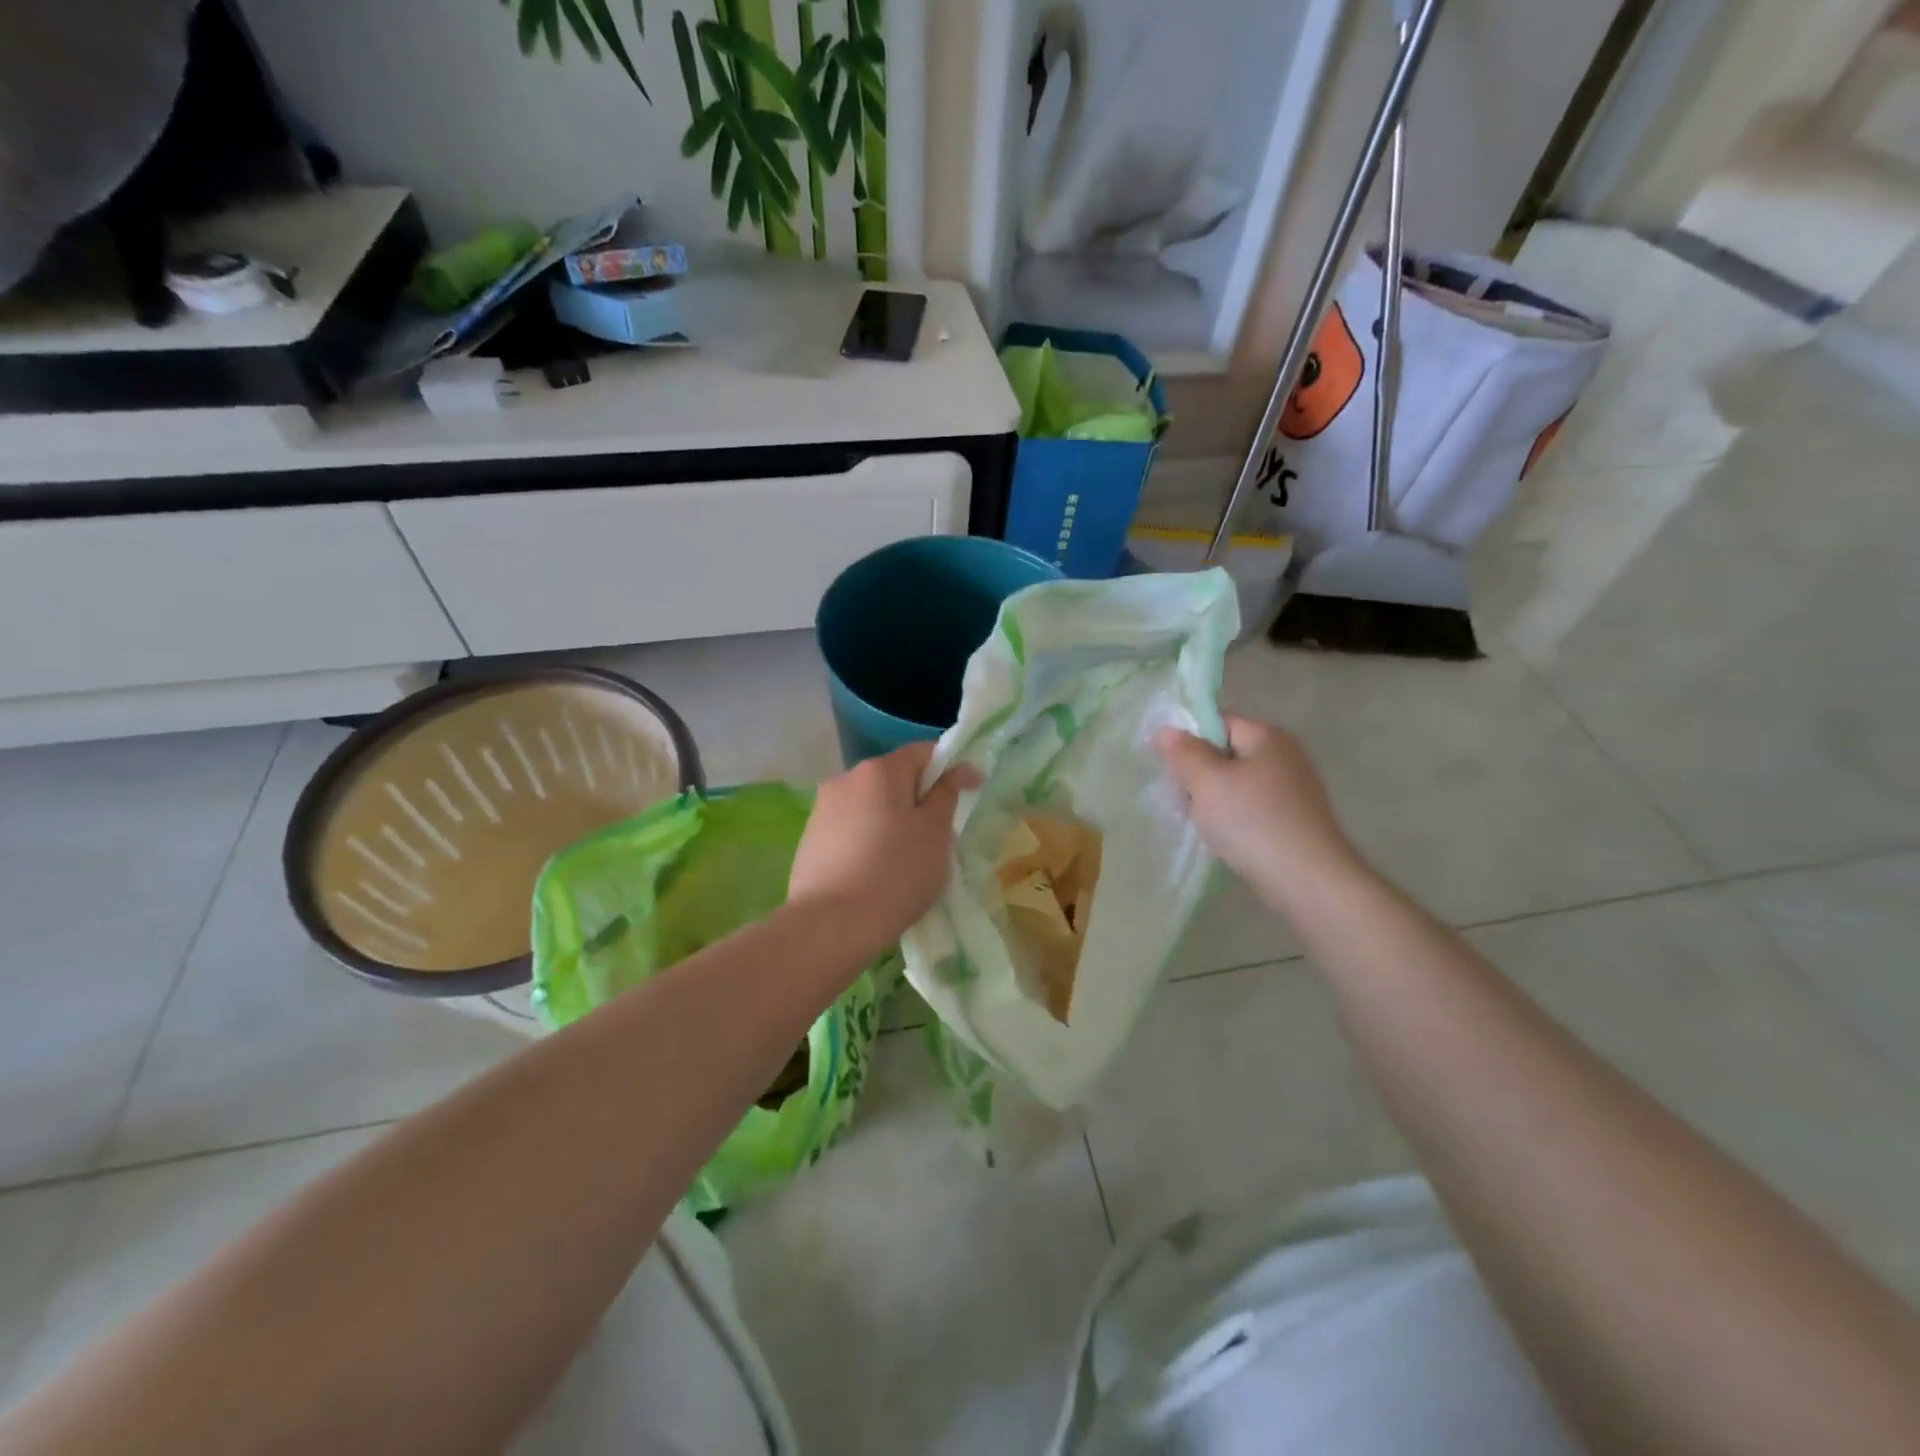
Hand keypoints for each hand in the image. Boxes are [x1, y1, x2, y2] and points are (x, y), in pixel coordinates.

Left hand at [789, 742, 972, 954]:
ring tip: (906, 859)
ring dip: (892, 821)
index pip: (923, 752)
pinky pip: (851, 828)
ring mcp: (822, 809)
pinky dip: (869, 840)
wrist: (830, 926)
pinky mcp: (810, 839)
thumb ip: (948, 793)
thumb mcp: (935, 832)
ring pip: (871, 805)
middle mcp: (846, 779)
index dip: (950, 767)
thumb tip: (960, 767)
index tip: (970, 793)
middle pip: (894, 778)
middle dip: (919, 799)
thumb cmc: (895, 873)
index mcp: (879, 770)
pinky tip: (875, 873)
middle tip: (938, 837)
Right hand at [1154, 716, 1363, 909]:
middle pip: (1226, 753)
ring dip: (1213, 800)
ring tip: (1201, 823)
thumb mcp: (1206, 781)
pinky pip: (1251, 808)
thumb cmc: (1252, 821)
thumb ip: (1183, 752)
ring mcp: (1294, 789)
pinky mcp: (1295, 819)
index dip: (1187, 740)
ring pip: (1236, 783)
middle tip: (1182, 799)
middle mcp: (1286, 755)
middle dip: (1198, 774)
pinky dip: (1233, 819)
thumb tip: (1166, 730)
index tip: (1169, 767)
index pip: (1217, 722)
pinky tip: (1225, 839)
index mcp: (1267, 735)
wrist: (1307, 880)